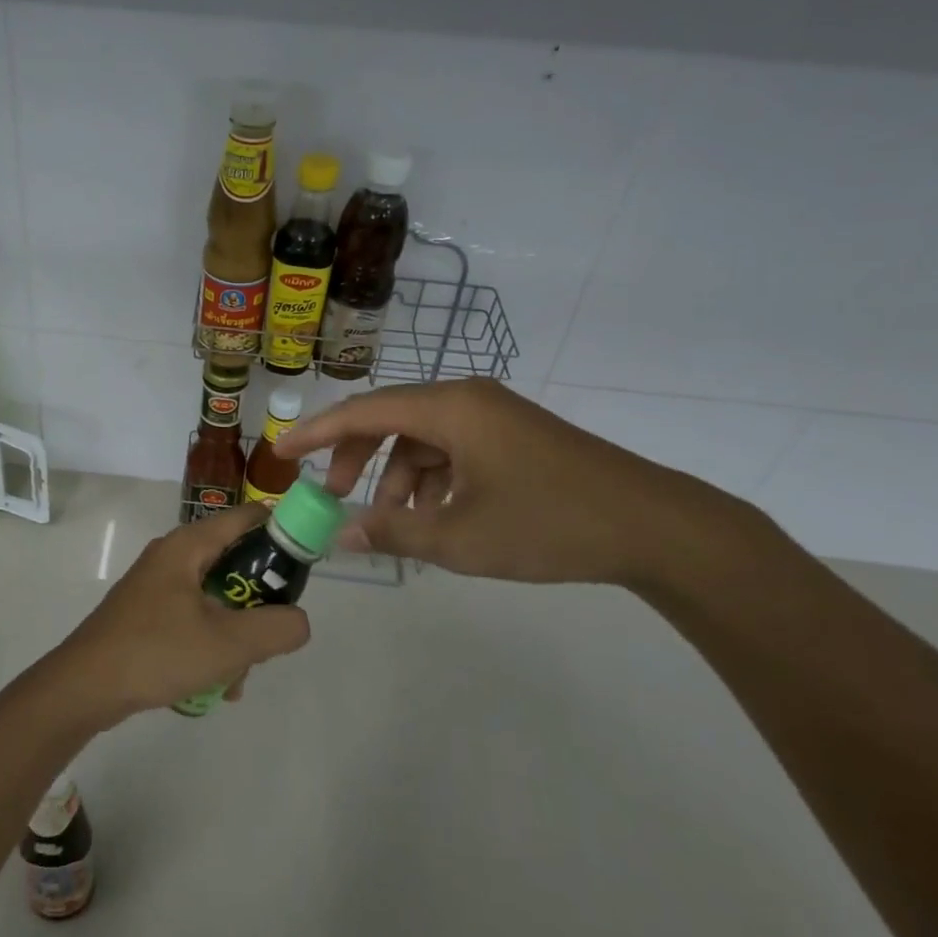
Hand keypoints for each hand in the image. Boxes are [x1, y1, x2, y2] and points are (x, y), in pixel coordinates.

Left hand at [51, 504, 311, 725]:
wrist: (84, 688)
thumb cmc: (156, 652)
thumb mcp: (228, 643)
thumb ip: (276, 629)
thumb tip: (300, 620)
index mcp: (189, 545)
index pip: (247, 517)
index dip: (282, 532)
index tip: (305, 564)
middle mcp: (173, 556)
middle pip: (235, 562)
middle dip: (259, 603)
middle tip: (270, 636)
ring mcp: (157, 586)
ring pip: (217, 598)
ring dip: (236, 635)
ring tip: (237, 678)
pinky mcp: (148, 614)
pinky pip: (195, 619)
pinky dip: (211, 645)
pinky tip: (214, 686)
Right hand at [274, 378, 747, 587]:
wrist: (655, 527)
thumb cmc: (549, 524)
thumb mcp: (461, 537)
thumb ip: (393, 533)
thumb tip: (341, 536)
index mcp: (450, 408)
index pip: (363, 411)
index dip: (317, 432)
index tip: (281, 452)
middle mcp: (467, 399)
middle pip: (390, 420)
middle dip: (356, 458)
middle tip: (336, 498)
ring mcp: (494, 416)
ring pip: (422, 438)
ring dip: (397, 476)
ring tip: (397, 523)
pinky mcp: (513, 437)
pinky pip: (452, 449)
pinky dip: (432, 480)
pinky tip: (437, 517)